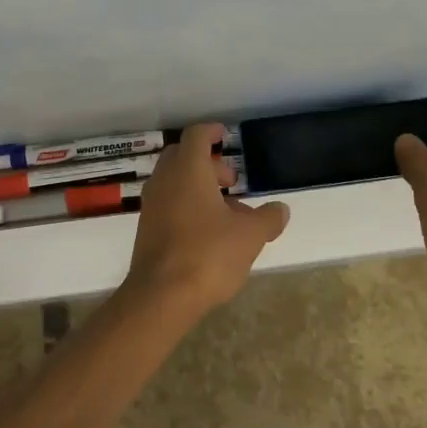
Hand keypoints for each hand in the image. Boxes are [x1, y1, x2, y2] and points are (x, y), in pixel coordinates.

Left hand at [125, 123, 289, 316]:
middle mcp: (165, 181)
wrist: (161, 296)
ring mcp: (152, 206)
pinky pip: (168, 205)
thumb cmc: (208, 254)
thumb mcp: (250, 235)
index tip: (225, 136)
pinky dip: (187, 206)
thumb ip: (268, 218)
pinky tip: (209, 233)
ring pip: (175, 183)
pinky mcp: (147, 230)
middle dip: (207, 163)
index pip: (196, 135)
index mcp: (188, 171)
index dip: (211, 131)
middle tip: (231, 180)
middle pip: (182, 157)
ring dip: (199, 188)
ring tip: (228, 212)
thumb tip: (280, 209)